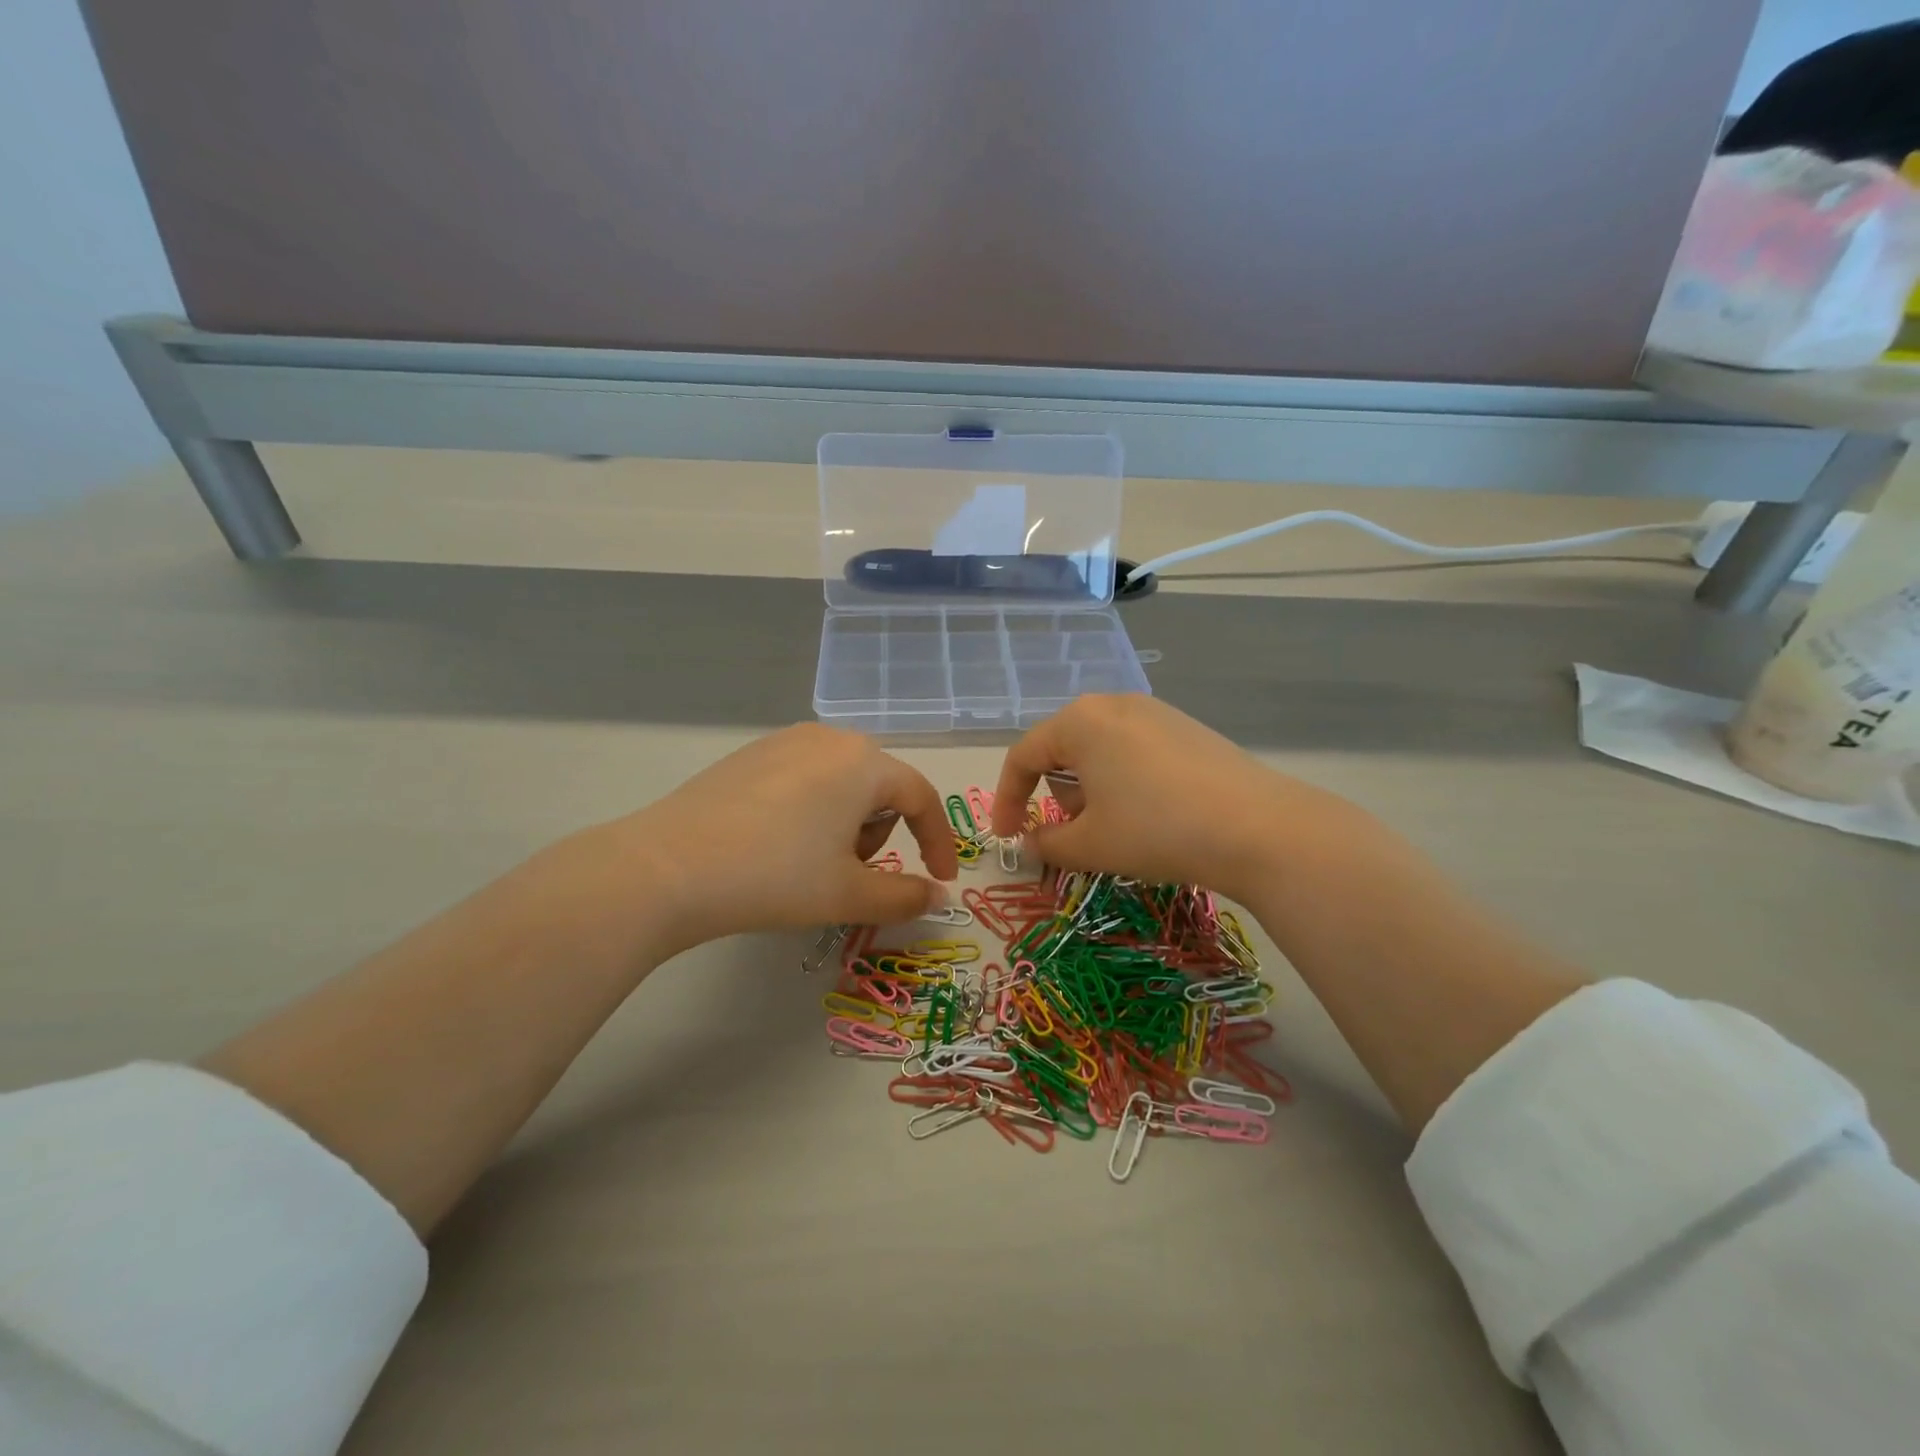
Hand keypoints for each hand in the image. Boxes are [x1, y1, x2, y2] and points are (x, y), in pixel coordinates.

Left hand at [593, 724, 958, 956]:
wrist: (668, 868)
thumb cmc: (775, 877)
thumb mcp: (849, 894)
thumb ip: (905, 896)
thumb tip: (936, 895)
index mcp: (863, 762)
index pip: (921, 798)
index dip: (938, 841)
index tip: (940, 878)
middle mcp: (829, 738)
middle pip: (881, 787)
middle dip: (881, 832)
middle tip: (852, 874)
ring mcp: (784, 741)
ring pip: (842, 781)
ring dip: (846, 822)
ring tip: (811, 861)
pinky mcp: (749, 754)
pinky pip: (804, 778)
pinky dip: (811, 810)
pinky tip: (776, 843)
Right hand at [990, 695, 1370, 907]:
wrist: (1259, 828)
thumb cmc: (1156, 830)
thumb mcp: (1090, 845)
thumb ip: (1046, 843)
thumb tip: (1029, 843)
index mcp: (1080, 721)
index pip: (1023, 756)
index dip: (1007, 800)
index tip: (1009, 838)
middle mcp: (1113, 704)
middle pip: (1062, 749)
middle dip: (1056, 795)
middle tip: (1074, 836)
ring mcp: (1155, 712)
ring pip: (1099, 750)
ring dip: (1091, 789)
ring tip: (1117, 828)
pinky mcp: (1186, 727)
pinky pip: (1134, 750)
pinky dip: (1124, 781)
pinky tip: (1153, 813)